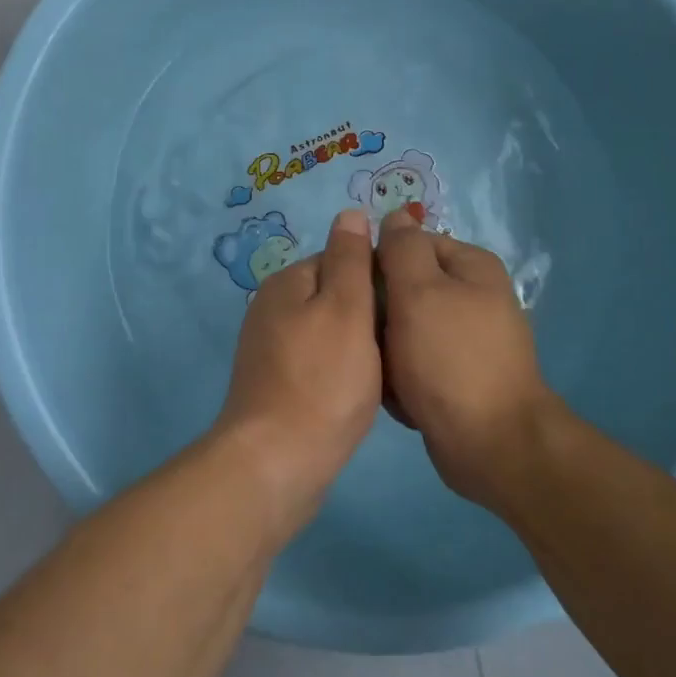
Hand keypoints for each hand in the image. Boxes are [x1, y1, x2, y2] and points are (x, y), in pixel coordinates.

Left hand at [216, 209, 382, 531]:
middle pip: (335, 296)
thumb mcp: (347, 309)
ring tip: (387, 371)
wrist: (277, 464)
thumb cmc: (322, 381)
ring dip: (358, 346)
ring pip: (329, 332)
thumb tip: (351, 212)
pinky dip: (340, 372)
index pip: (342, 259)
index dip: (378, 280)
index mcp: (287, 282)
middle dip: (369, 315)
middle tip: (400, 345)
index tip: (406, 309)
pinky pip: (318, 363)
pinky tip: (358, 394)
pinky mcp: (275, 384)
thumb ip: (351, 259)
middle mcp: (272, 308)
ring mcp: (269, 349)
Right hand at [376, 209, 561, 505]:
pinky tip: (399, 397)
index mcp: (471, 266)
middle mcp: (474, 296)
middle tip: (368, 337)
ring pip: (406, 328)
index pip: (410, 244)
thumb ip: (402, 248)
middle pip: (407, 287)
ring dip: (388, 350)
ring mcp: (468, 339)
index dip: (378, 263)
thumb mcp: (418, 291)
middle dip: (382, 313)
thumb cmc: (449, 359)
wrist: (491, 445)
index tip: (357, 292)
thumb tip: (394, 215)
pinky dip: (404, 378)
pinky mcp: (459, 376)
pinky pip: (417, 363)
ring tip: (382, 371)